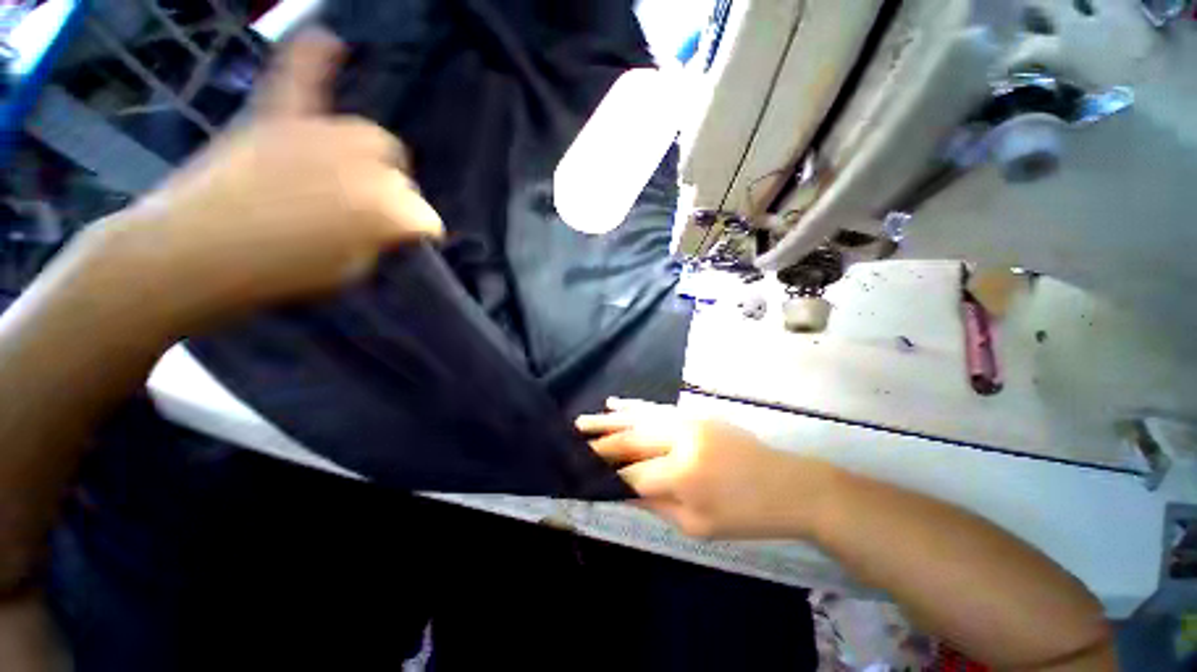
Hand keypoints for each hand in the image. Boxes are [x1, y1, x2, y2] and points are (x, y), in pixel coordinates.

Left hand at [86, 29, 442, 331]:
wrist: (193, 253)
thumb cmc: (281, 274)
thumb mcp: (354, 271)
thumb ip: (382, 242)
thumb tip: (392, 226)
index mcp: (389, 210)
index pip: (426, 220)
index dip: (419, 235)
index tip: (409, 246)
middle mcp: (366, 164)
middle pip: (400, 173)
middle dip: (395, 194)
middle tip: (369, 213)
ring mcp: (321, 134)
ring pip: (371, 137)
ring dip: (370, 158)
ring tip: (350, 174)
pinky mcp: (278, 118)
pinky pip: (300, 75)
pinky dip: (314, 56)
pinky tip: (328, 38)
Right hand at [576, 398, 835, 538]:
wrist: (790, 484)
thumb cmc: (746, 514)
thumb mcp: (698, 525)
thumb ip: (654, 504)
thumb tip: (621, 491)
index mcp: (682, 473)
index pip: (631, 474)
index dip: (606, 477)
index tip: (582, 476)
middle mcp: (679, 439)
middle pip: (629, 439)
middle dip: (599, 443)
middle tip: (572, 442)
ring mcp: (686, 421)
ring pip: (638, 418)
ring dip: (608, 420)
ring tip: (583, 421)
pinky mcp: (693, 413)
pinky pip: (656, 408)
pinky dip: (633, 406)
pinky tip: (615, 402)